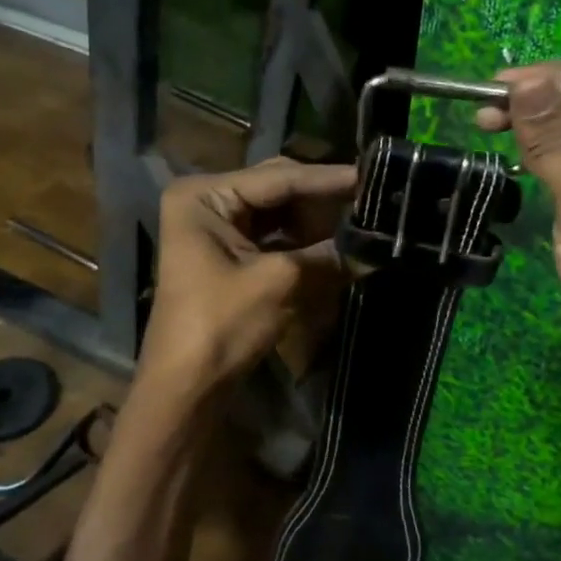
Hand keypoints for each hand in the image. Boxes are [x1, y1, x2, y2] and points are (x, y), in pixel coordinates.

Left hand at [138, 158, 357, 394]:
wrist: (186, 386)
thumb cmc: (221, 325)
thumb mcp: (280, 282)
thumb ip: (328, 255)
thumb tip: (374, 246)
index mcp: (204, 196)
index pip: (278, 179)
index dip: (328, 179)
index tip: (371, 175)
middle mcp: (206, 201)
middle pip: (276, 189)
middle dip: (321, 200)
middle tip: (369, 200)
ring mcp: (214, 227)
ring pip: (277, 212)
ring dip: (315, 221)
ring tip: (358, 222)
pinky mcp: (225, 253)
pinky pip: (271, 235)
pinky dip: (301, 241)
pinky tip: (334, 243)